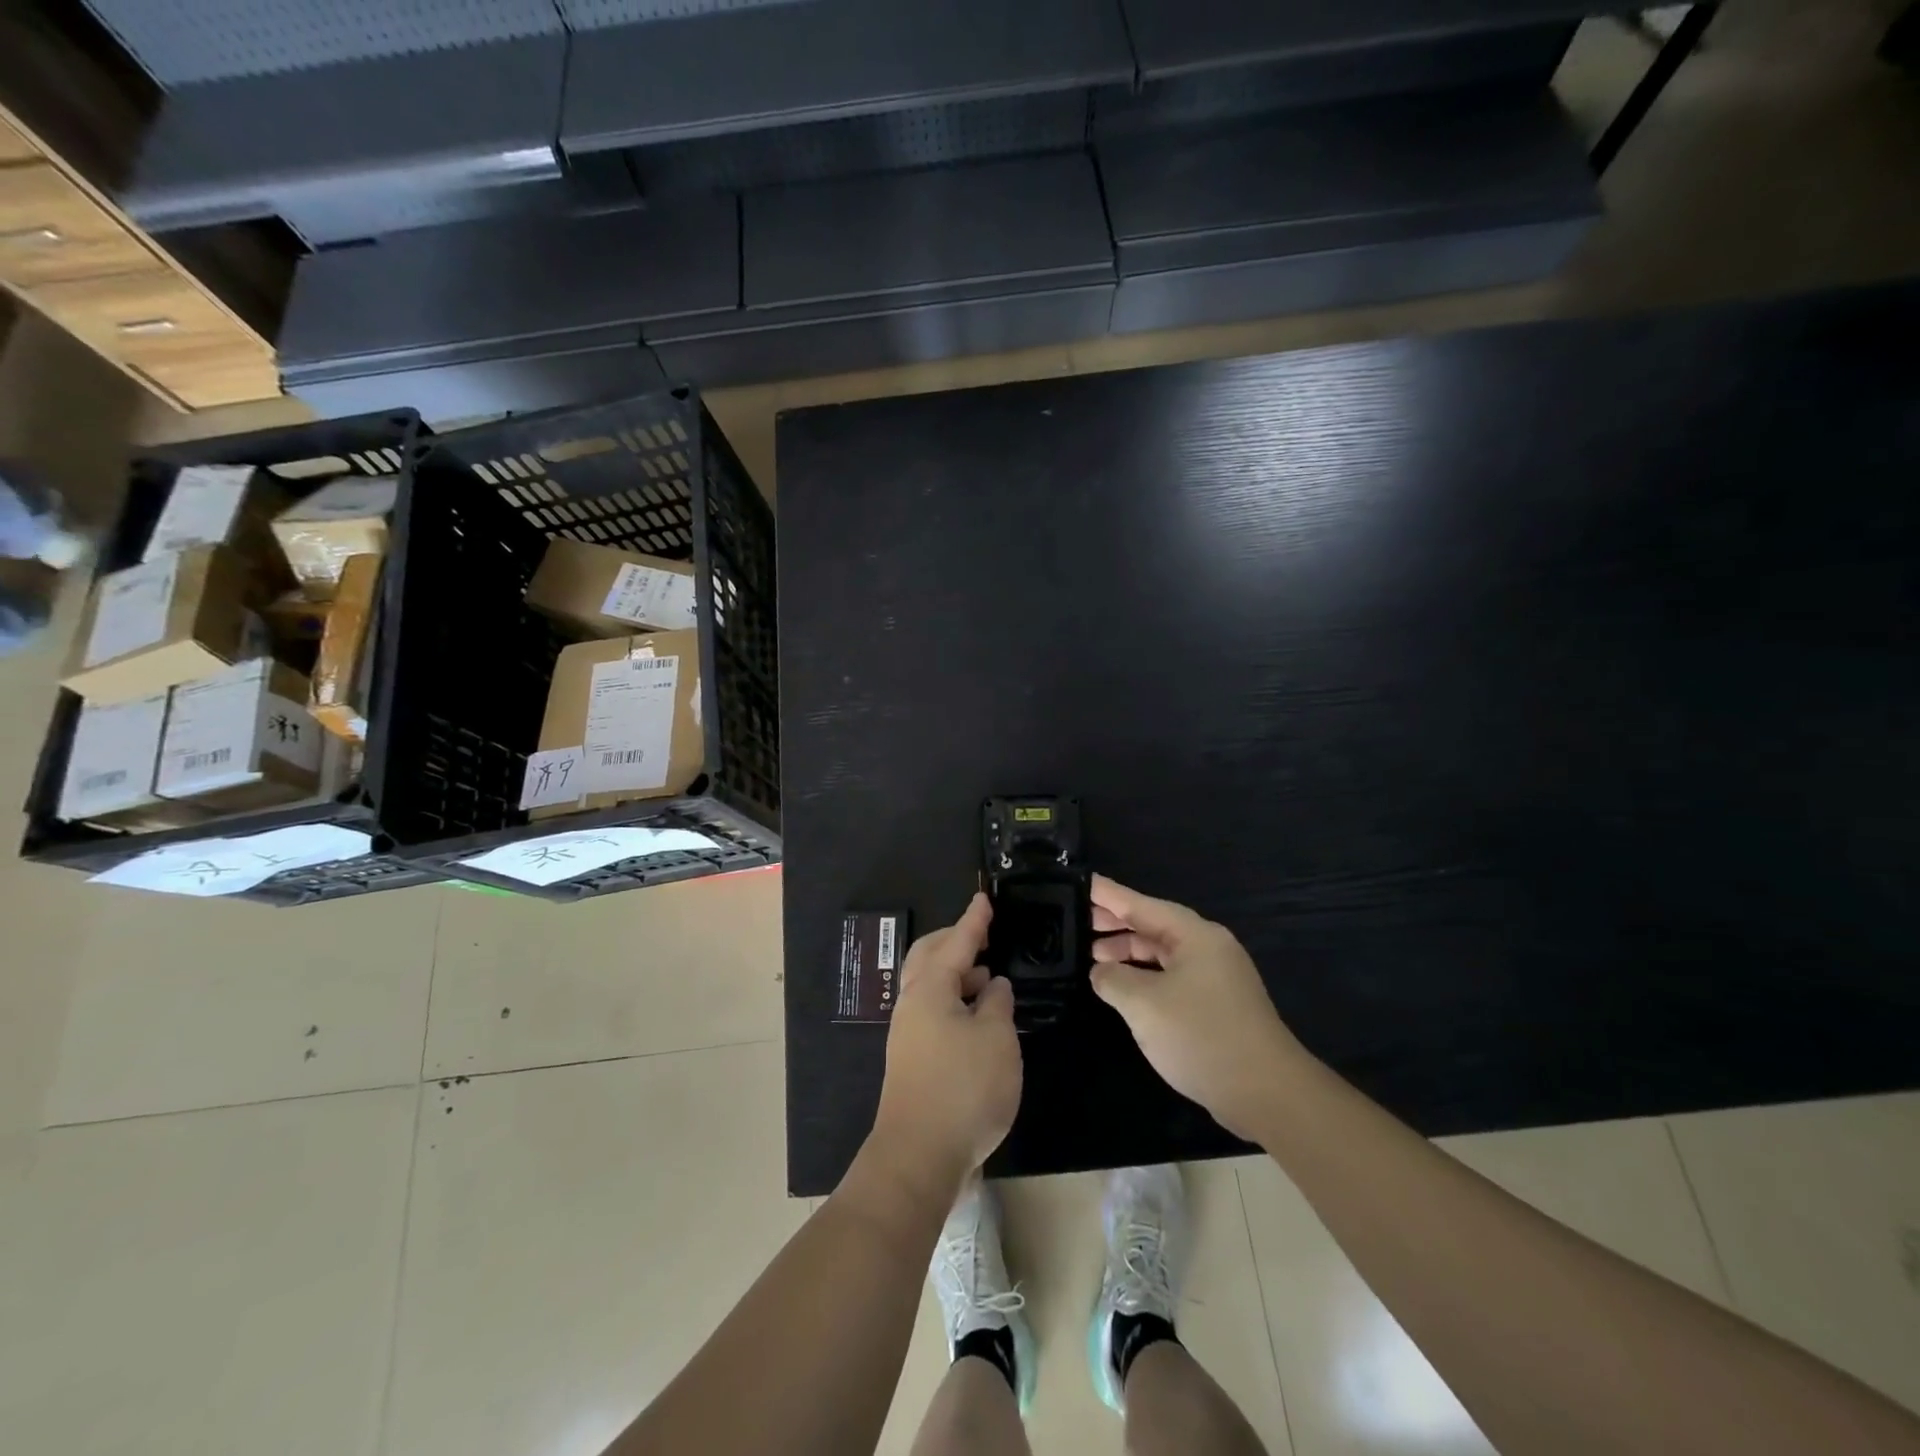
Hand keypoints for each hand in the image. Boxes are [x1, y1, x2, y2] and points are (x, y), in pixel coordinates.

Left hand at [870, 894, 1022, 1196]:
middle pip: (929, 957)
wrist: (919, 1156)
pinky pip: (933, 1011)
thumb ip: (996, 1004)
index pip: (956, 942)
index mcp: (930, 988)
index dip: (974, 920)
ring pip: (930, 986)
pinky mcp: (913, 1059)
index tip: (984, 898)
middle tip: (983, 935)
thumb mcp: (996, 1039)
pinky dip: (955, 1002)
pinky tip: (977, 1017)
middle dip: (955, 942)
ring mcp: (908, 1033)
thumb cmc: (963, 1087)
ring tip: (987, 976)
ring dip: (956, 974)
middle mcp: (912, 1004)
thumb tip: (992, 986)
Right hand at [1089, 875, 1305, 1138]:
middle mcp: (1209, 948)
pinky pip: (1173, 977)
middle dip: (1117, 924)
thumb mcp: (1143, 1004)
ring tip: (1094, 958)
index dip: (1109, 895)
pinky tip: (1125, 990)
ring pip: (1163, 954)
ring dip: (1129, 953)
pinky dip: (1145, 977)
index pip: (1142, 905)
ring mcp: (1217, 978)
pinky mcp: (1218, 1006)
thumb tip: (1101, 972)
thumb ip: (1113, 979)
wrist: (1266, 1093)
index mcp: (1195, 936)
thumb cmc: (1201, 1036)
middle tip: (1078, 920)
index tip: (1082, 883)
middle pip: (1154, 926)